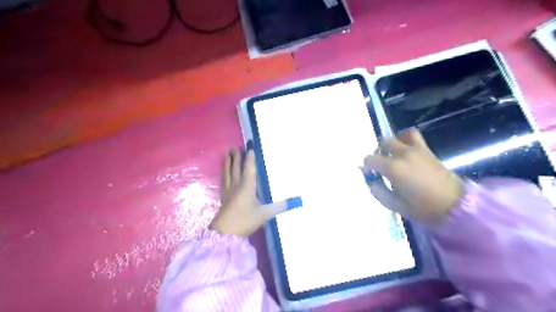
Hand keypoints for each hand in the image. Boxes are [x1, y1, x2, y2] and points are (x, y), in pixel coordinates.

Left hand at [208, 148, 285, 236]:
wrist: (225, 233)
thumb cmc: (246, 220)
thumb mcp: (265, 213)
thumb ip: (280, 206)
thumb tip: (297, 201)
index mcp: (247, 186)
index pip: (249, 168)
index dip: (250, 157)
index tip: (249, 147)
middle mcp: (237, 184)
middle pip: (236, 167)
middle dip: (237, 156)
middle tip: (236, 146)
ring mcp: (228, 190)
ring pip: (228, 172)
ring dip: (228, 162)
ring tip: (227, 153)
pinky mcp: (223, 197)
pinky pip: (224, 180)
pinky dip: (224, 173)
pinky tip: (223, 172)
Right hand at [366, 131, 465, 222]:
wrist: (454, 205)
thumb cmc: (422, 208)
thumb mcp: (393, 204)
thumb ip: (378, 191)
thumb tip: (372, 180)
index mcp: (392, 168)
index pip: (370, 159)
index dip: (367, 166)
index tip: (372, 174)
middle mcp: (402, 154)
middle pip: (383, 144)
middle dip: (378, 153)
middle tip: (381, 164)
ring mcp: (416, 150)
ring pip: (397, 136)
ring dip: (392, 144)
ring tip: (393, 154)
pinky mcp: (427, 150)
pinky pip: (413, 135)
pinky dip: (405, 138)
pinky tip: (406, 148)